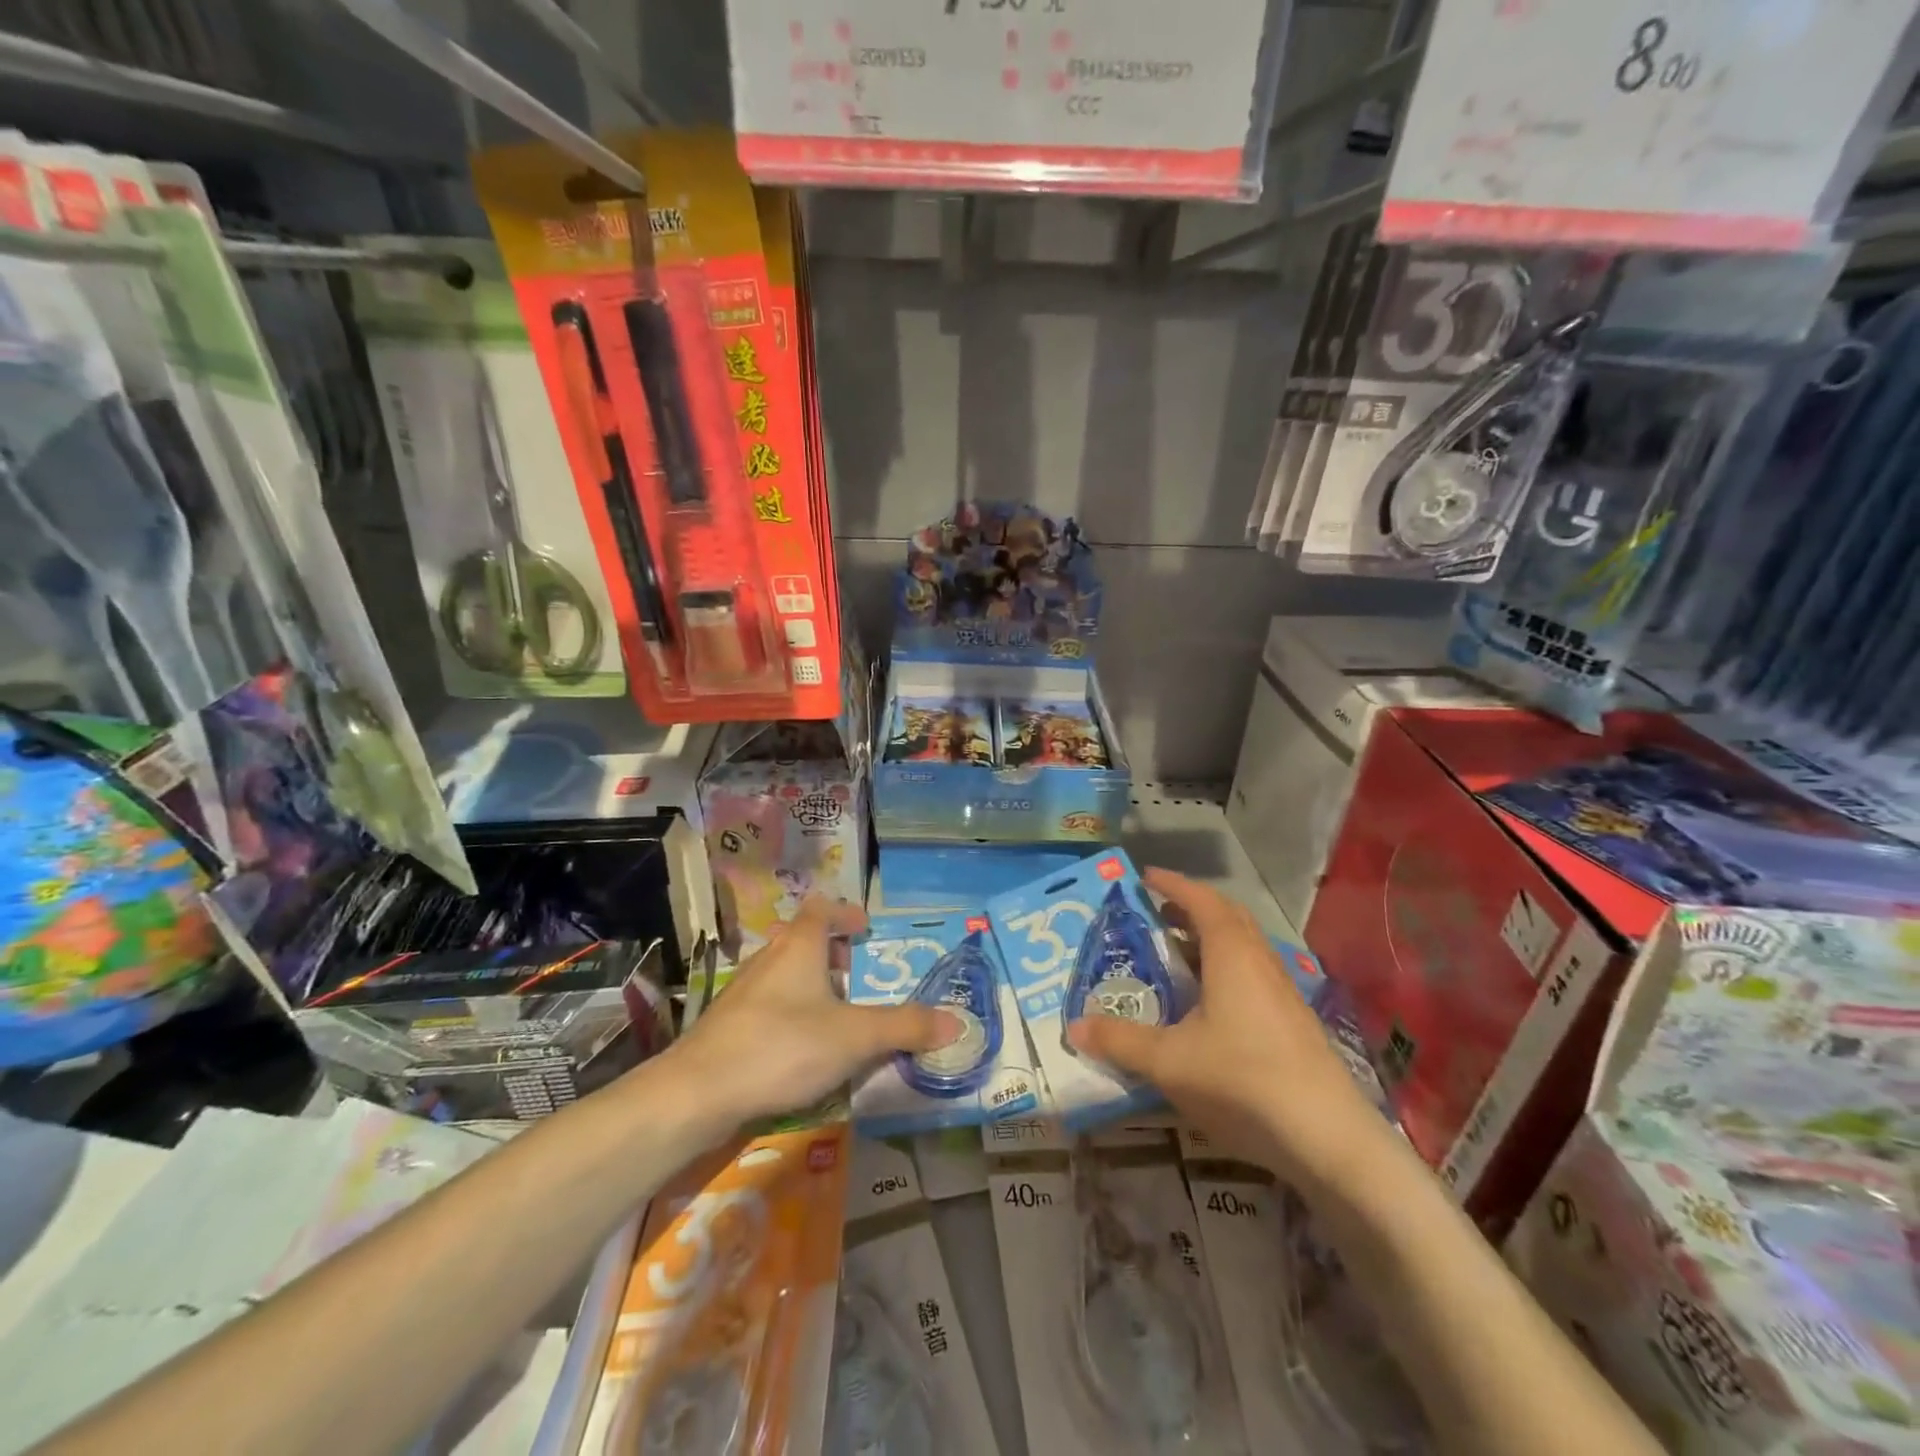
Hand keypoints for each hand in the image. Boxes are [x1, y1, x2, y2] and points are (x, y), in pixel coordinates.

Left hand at [671, 897, 963, 1130]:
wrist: (698, 1092)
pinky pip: (767, 1005)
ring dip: (809, 984)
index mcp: (798, 947)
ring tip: (833, 1013)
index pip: (821, 909)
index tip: (865, 928)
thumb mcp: (855, 1036)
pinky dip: (789, 1013)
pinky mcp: (726, 1025)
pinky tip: (799, 1048)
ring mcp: (742, 992)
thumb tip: (957, 1021)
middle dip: (830, 952)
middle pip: (800, 940)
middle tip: (855, 973)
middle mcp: (768, 959)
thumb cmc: (783, 1046)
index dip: (844, 913)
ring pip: (782, 974)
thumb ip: (905, 1027)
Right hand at [1066, 868, 1378, 1184]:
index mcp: (1232, 954)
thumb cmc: (1242, 1081)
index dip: (1172, 884)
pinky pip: (1253, 974)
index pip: (1201, 900)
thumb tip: (1074, 1026)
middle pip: (1227, 917)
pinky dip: (1225, 969)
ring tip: (1175, 955)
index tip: (1144, 877)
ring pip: (1244, 947)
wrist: (1329, 1139)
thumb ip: (1120, 1040)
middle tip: (1156, 913)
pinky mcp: (1294, 1022)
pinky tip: (1208, 1004)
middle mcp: (1261, 962)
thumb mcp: (1169, 1061)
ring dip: (1210, 939)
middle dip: (1191, 907)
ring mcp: (1283, 993)